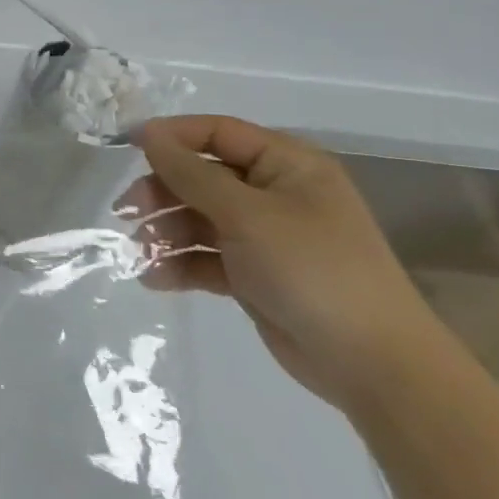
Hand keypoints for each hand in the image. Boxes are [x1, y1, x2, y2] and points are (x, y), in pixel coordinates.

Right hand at [125, 116, 445, 409]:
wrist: (372, 365)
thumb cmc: (312, 269)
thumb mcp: (246, 214)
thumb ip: (191, 173)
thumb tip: (147, 134)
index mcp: (287, 165)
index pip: (218, 133)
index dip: (172, 136)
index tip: (126, 147)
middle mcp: (274, 193)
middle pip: (201, 176)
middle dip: (162, 192)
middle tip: (128, 211)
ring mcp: (263, 235)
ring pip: (197, 217)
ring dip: (164, 231)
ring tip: (141, 252)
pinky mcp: (253, 273)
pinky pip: (204, 256)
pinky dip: (179, 264)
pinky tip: (154, 278)